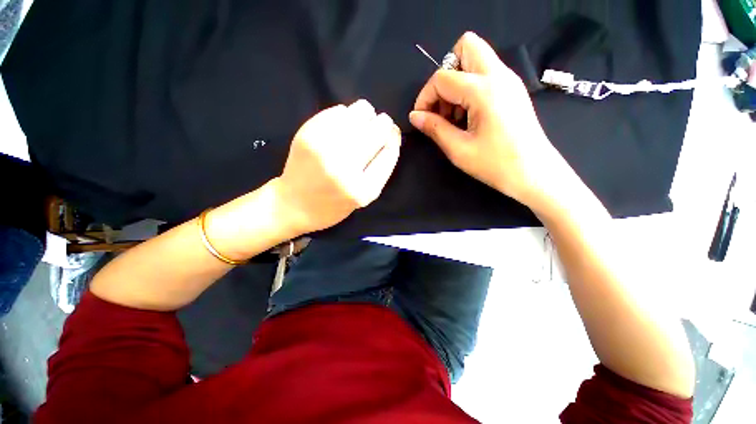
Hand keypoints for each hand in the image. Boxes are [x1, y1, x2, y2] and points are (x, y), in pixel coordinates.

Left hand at [275, 100, 401, 233]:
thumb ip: (381, 168)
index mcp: (363, 189)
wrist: (292, 205)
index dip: (394, 138)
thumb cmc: (333, 205)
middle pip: (379, 128)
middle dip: (383, 125)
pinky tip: (340, 129)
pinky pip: (340, 110)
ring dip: (365, 117)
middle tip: (375, 131)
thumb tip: (392, 133)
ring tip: (358, 128)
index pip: (390, 151)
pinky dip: (345, 116)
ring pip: (362, 111)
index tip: (392, 135)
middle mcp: (345, 166)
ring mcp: (325, 147)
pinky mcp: (308, 133)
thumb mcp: (364, 196)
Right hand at [409, 32, 567, 208]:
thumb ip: (434, 128)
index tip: (421, 118)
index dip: (425, 96)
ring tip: (454, 116)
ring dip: (458, 81)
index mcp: (483, 90)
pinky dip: (470, 87)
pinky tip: (468, 115)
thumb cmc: (495, 164)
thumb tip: (415, 116)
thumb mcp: (458, 149)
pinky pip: (486, 73)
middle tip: (442, 105)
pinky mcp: (513, 89)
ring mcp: (509, 80)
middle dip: (446, 73)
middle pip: (466, 46)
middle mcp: (499, 75)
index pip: (442, 78)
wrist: (534, 173)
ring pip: (476, 58)